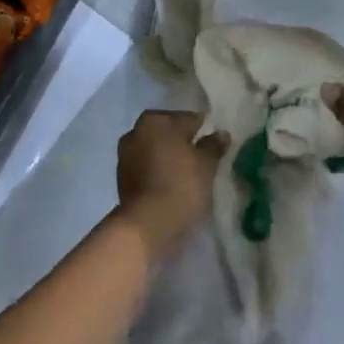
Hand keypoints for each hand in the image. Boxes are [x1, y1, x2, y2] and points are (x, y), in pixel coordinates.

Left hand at [115, 110, 223, 253]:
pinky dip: (159, 172)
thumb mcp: (206, 164)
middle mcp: (136, 131)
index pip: (189, 119)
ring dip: (170, 158)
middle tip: (203, 160)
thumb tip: (221, 134)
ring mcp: (125, 155)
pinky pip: (148, 168)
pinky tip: (173, 185)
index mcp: (156, 120)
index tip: (215, 145)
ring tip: (189, 175)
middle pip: (169, 133)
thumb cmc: (181, 184)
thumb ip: (213, 145)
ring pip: (156, 151)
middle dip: (184, 143)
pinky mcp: (122, 178)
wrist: (147, 224)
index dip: (204, 131)